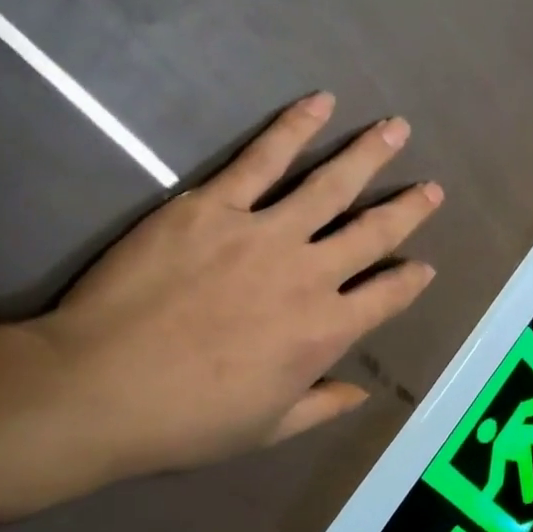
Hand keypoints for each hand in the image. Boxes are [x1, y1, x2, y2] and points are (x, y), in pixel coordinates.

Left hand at [28, 92, 441, 479]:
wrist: (100, 388)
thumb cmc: (188, 419)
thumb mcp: (268, 428)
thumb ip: (322, 407)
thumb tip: (362, 393)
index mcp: (325, 331)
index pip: (386, 297)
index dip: (410, 280)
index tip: (425, 266)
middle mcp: (309, 275)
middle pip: (371, 232)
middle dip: (408, 209)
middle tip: (432, 188)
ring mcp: (264, 233)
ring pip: (330, 185)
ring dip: (368, 155)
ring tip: (396, 129)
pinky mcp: (214, 206)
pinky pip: (263, 158)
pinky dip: (295, 128)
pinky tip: (320, 103)